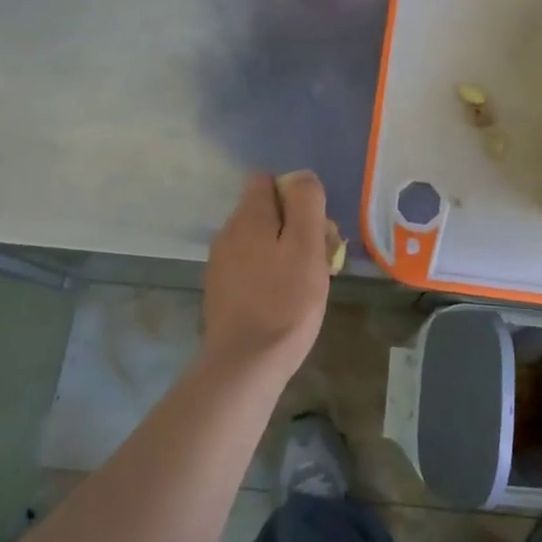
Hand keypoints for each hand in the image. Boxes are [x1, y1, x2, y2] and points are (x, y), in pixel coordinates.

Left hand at [203, 170, 333, 375]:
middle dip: (295, 225)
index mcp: (248, 217)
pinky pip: (250, 265)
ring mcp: (220, 263)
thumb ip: (306, 203)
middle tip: (320, 257)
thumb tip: (301, 177)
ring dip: (285, 250)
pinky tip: (285, 298)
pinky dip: (269, 272)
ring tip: (308, 281)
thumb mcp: (307, 246)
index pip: (266, 179)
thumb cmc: (286, 302)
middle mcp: (228, 232)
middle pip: (265, 210)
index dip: (295, 194)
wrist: (245, 364)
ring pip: (259, 239)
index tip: (314, 225)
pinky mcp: (220, 290)